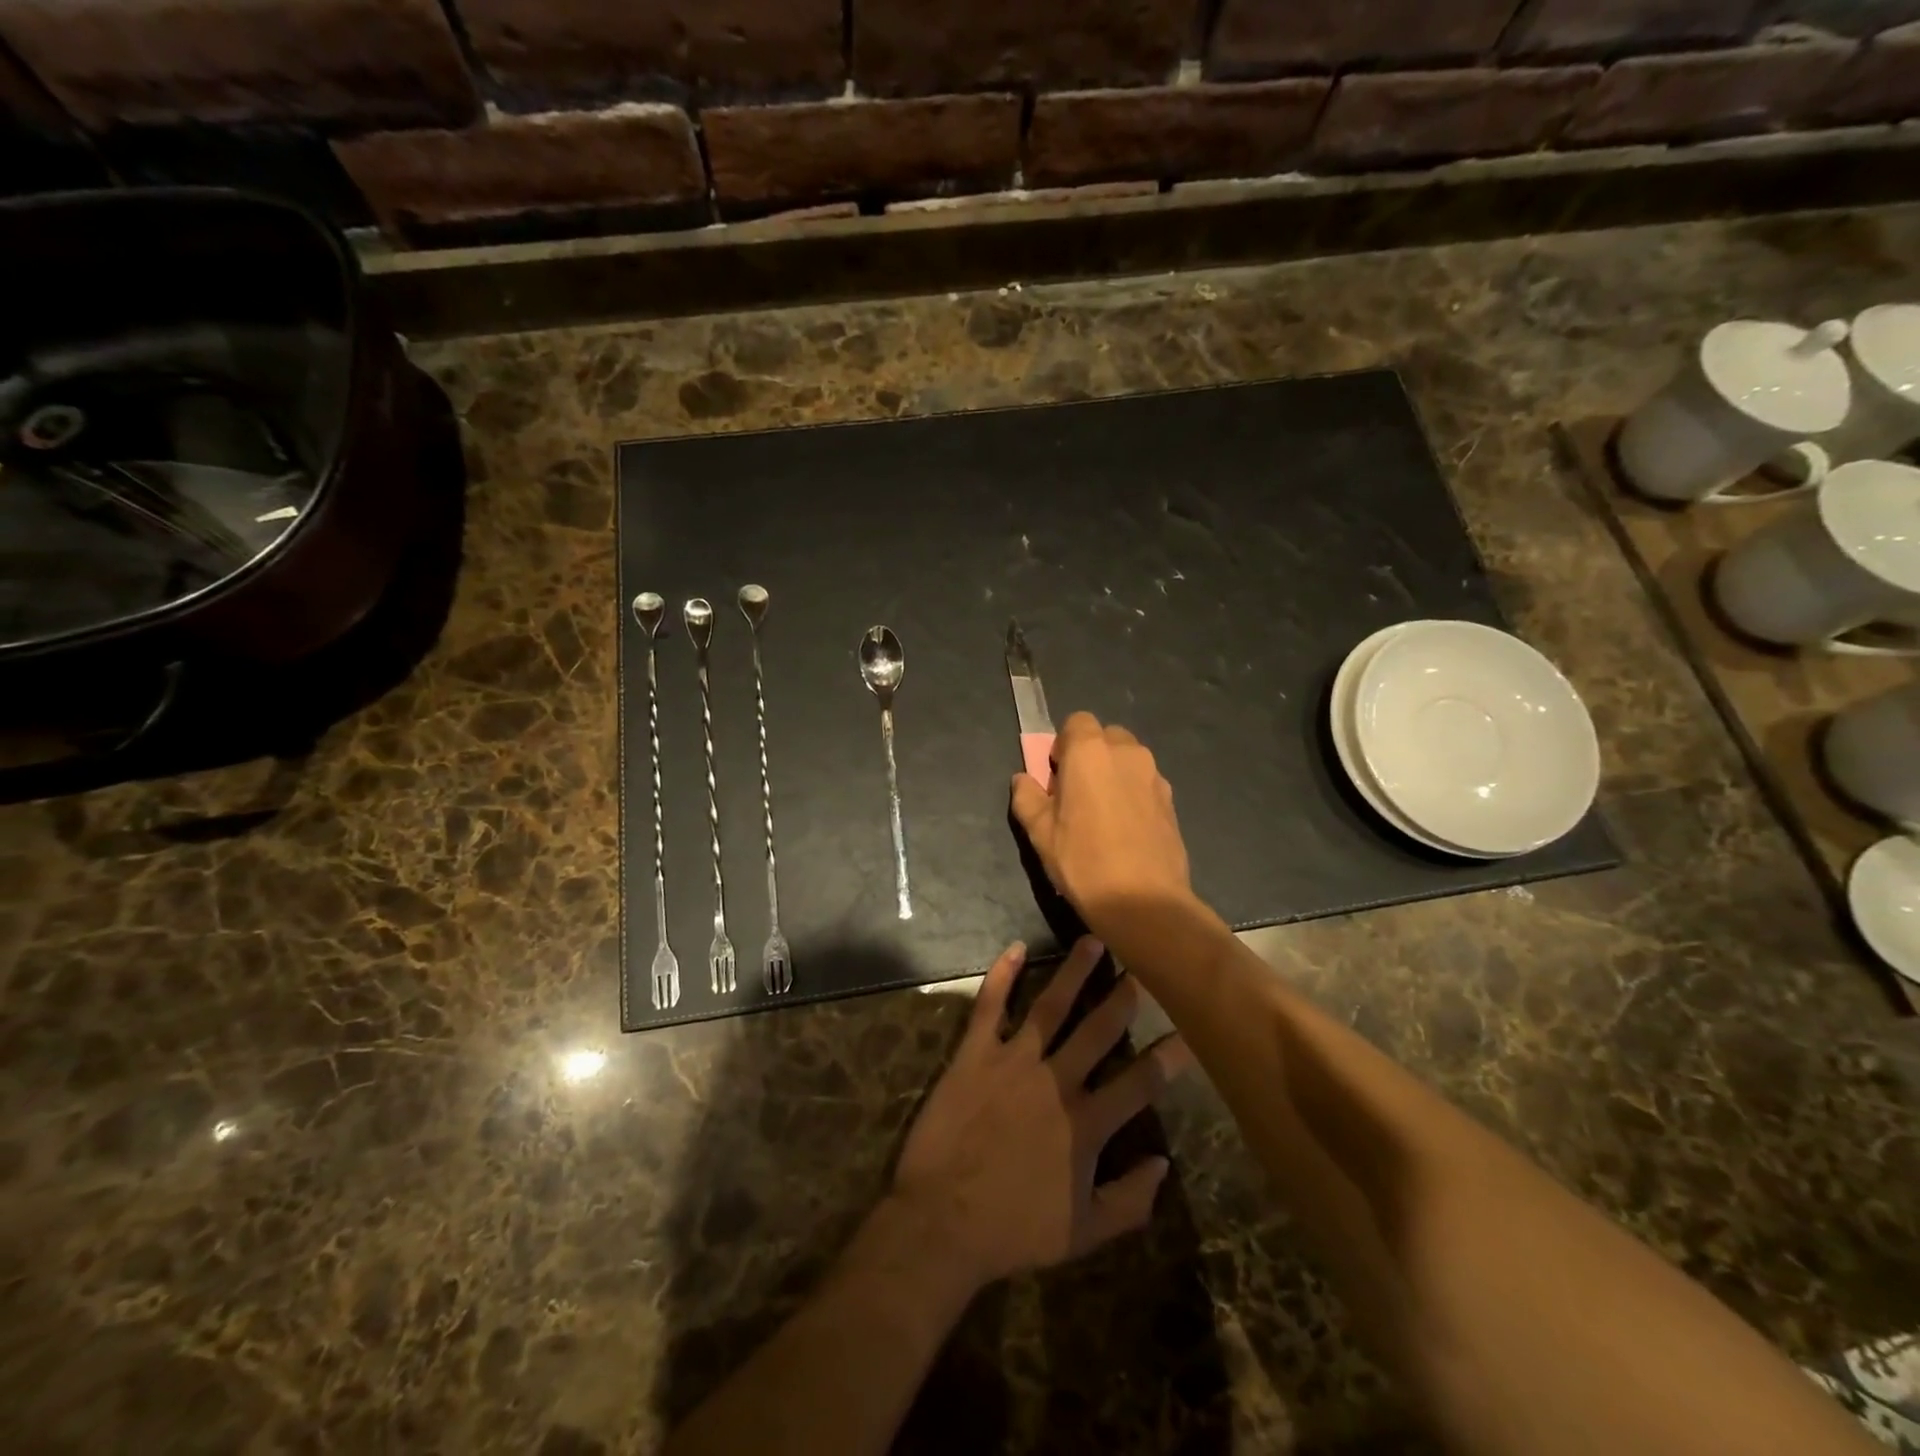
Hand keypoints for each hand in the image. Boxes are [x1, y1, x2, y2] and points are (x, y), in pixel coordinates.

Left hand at [890, 937, 1192, 1290]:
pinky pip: (990, 1006)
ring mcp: (1013, 1062)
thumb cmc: (1014, 1229)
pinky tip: (1014, 948)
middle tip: (1142, 967)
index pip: (1140, 1083)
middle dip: (1123, 997)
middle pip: (1098, 1030)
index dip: (1169, 1057)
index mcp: (1086, 1123)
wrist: (941, 1220)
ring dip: (1074, 973)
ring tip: (1093, 942)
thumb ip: (1129, 1201)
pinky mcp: (974, 1054)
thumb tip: (1163, 1164)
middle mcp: (1056, 1081)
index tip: (1191, 1032)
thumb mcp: (1083, 1232)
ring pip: (1051, 1007)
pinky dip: (1001, 975)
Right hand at [1010, 713, 1195, 943]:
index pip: (1077, 722)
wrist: (1144, 902)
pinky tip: (1125, 830)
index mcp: (1090, 751)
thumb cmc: (1083, 861)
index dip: (1063, 745)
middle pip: (1106, 736)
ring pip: (1129, 759)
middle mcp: (1127, 753)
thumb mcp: (1040, 833)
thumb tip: (1023, 780)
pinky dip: (1133, 793)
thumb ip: (1027, 797)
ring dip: (1113, 773)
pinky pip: (1145, 783)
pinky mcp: (1172, 801)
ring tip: (1103, 814)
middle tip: (1077, 793)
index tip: (1056, 776)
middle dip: (1090, 755)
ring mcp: (1155, 776)